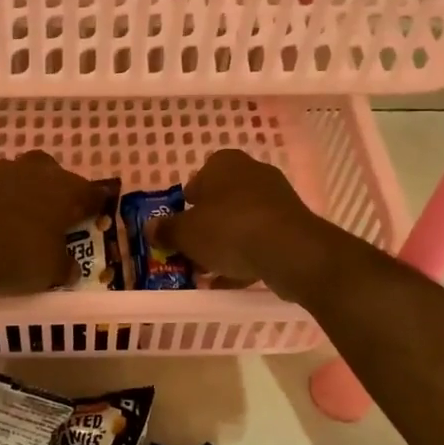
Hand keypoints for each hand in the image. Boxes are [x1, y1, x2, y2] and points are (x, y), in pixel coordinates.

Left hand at [0, 151, 105, 296]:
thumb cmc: (19, 255)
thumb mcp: (52, 271)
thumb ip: (66, 267)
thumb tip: (71, 268)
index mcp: (66, 190)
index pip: (91, 193)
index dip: (96, 204)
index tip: (98, 213)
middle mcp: (39, 173)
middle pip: (56, 174)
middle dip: (59, 190)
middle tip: (59, 215)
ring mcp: (5, 174)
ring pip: (26, 175)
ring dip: (29, 191)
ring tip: (28, 217)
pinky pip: (0, 188)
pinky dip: (4, 201)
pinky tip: (2, 221)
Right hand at [155, 148, 337, 299]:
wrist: (290, 250)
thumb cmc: (229, 229)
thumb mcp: (186, 233)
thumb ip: (166, 230)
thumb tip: (151, 228)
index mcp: (224, 163)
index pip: (199, 177)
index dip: (187, 203)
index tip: (180, 227)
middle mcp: (252, 173)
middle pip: (221, 201)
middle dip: (206, 227)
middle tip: (191, 251)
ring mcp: (276, 199)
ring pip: (241, 222)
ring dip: (225, 245)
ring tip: (208, 272)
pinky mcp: (292, 225)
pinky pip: (260, 240)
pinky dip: (246, 257)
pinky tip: (231, 281)